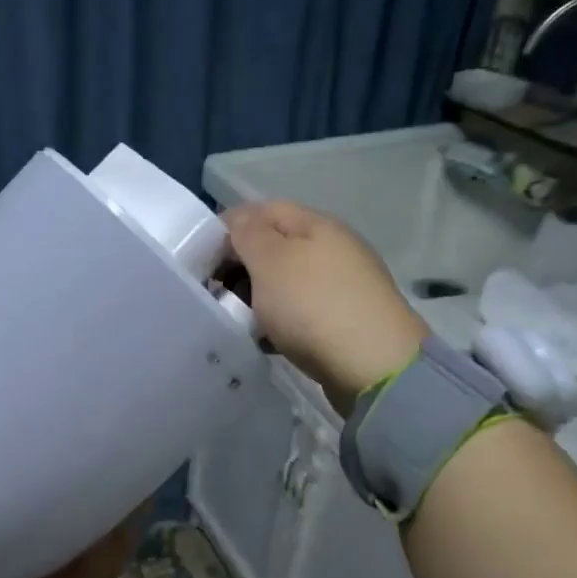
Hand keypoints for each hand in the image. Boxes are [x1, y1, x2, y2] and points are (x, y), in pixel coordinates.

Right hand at [224, 200, 427, 413]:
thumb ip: (248, 233)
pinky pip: (300, 313)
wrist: (374, 367)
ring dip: (258, 298)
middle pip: (275, 247)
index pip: (263, 210)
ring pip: (286, 283)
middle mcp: (332, 249)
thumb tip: (238, 220)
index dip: (229, 228)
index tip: (202, 259)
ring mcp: (341, 286)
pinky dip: (279, 323)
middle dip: (241, 267)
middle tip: (216, 293)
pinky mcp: (344, 321)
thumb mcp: (271, 260)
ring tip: (238, 320)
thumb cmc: (314, 305)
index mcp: (316, 224)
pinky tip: (266, 342)